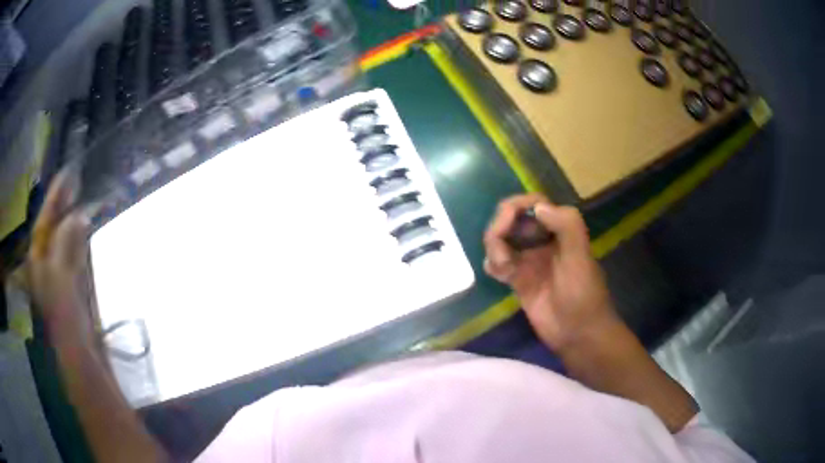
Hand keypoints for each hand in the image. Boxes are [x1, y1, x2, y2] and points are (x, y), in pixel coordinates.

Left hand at [26, 170, 94, 346]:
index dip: (54, 197)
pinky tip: (84, 226)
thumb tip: (77, 216)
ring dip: (70, 219)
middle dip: (61, 206)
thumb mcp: (60, 272)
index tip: (66, 174)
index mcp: (37, 256)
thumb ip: (65, 241)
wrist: (74, 342)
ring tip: (80, 198)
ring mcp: (56, 270)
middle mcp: (43, 259)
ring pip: (62, 237)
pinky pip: (71, 250)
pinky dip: (77, 237)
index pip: (44, 219)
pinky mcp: (68, 280)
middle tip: (74, 182)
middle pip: (51, 226)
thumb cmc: (62, 308)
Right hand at [483, 194, 617, 351]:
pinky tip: (498, 274)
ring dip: (494, 248)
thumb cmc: (584, 295)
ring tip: (502, 269)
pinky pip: (498, 264)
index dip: (516, 207)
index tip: (505, 222)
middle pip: (512, 220)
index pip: (534, 204)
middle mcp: (542, 241)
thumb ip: (566, 226)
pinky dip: (493, 264)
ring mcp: (529, 261)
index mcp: (560, 230)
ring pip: (501, 241)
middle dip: (500, 229)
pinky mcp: (519, 280)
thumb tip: (537, 207)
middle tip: (500, 253)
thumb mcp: (580, 257)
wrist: (578, 334)